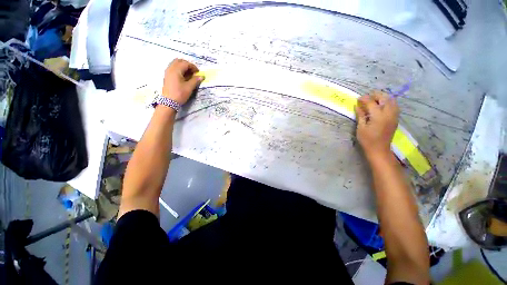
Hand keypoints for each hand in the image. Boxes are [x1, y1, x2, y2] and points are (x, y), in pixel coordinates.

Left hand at [162, 59, 202, 104]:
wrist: (169, 102)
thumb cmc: (180, 94)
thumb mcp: (189, 87)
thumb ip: (195, 80)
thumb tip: (201, 76)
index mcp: (176, 70)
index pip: (185, 64)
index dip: (193, 67)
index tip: (198, 73)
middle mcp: (170, 68)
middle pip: (179, 61)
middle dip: (187, 65)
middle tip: (193, 72)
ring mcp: (167, 72)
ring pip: (175, 64)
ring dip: (183, 67)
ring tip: (189, 74)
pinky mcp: (167, 76)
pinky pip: (173, 68)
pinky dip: (179, 70)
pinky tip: (184, 77)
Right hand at [355, 91, 399, 160]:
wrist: (379, 149)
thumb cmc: (367, 140)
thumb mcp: (361, 127)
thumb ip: (360, 115)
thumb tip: (357, 105)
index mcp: (378, 116)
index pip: (372, 103)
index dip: (365, 99)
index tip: (358, 98)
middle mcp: (388, 114)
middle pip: (385, 99)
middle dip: (376, 95)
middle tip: (368, 96)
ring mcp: (394, 116)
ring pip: (392, 101)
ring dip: (384, 97)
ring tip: (375, 99)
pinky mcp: (395, 119)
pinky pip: (395, 106)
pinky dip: (389, 102)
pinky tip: (382, 105)